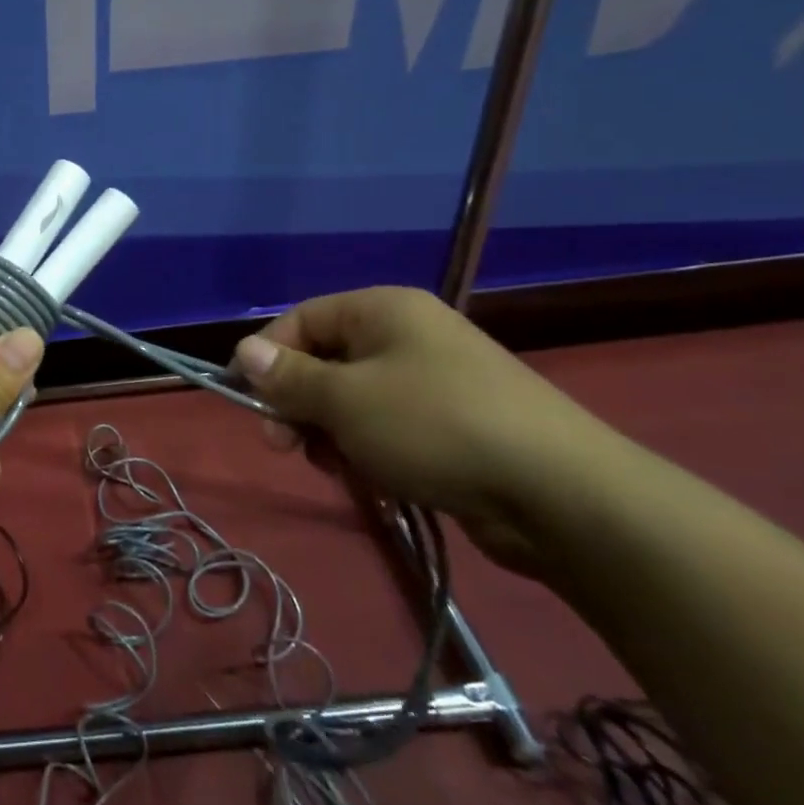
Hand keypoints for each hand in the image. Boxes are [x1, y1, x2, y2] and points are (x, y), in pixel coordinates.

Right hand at [230, 286, 623, 575]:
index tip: (247, 403)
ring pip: (354, 399)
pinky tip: (375, 480)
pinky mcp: (454, 424)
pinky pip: (389, 427)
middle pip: (326, 360)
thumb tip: (244, 351)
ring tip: (340, 468)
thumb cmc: (434, 426)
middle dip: (300, 404)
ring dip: (332, 433)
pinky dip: (370, 450)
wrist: (559, 494)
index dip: (268, 357)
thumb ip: (289, 377)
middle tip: (286, 447)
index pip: (302, 320)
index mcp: (383, 309)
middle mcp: (408, 335)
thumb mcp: (346, 400)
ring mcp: (435, 380)